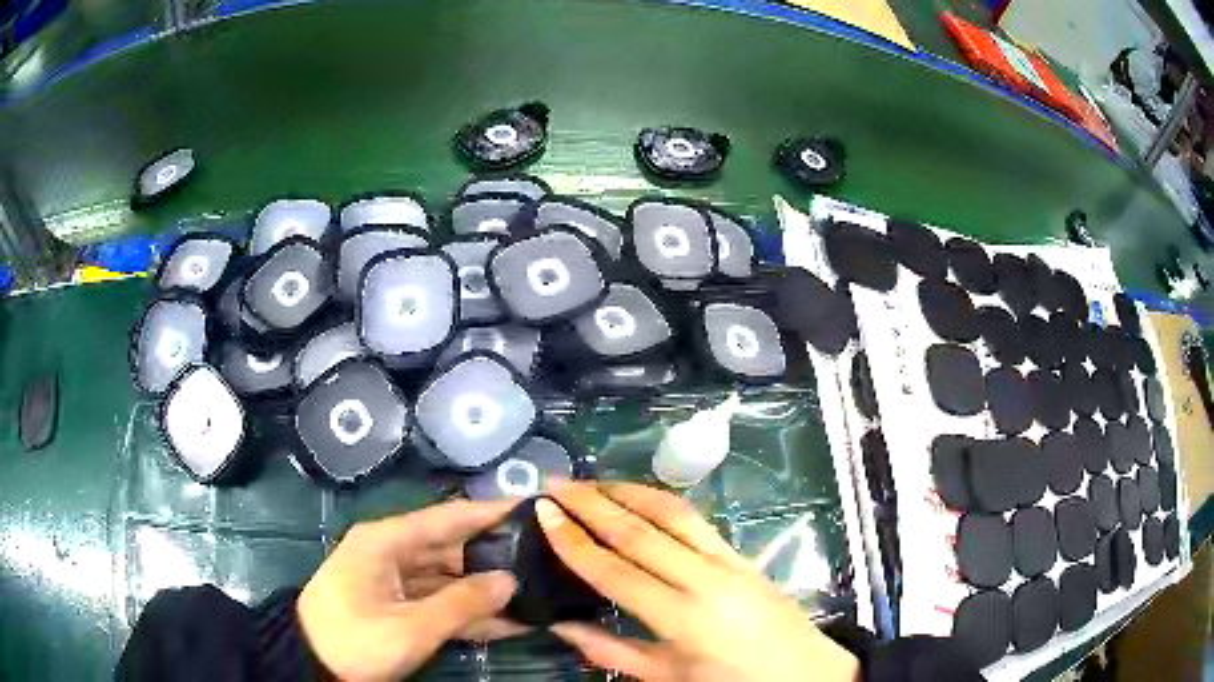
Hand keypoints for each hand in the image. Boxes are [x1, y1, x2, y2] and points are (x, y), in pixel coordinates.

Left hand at [298, 499, 525, 681]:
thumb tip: (510, 580)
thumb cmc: (354, 639)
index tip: (532, 508)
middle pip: (452, 548)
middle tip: (545, 559)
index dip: (490, 512)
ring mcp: (395, 581)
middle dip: (496, 557)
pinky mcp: (398, 605)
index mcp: (386, 541)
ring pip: (450, 579)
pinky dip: (469, 613)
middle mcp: (392, 552)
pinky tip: (509, 623)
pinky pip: (440, 602)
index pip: (448, 518)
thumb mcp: (409, 627)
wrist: (310, 665)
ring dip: (487, 592)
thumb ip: (462, 603)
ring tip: (537, 594)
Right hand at [537, 482, 859, 681]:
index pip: (616, 572)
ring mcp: (729, 560)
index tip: (544, 512)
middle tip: (555, 483)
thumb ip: (612, 653)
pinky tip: (638, 498)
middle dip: (592, 504)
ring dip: (627, 491)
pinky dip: (660, 501)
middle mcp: (706, 579)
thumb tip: (563, 626)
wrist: (806, 673)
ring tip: (591, 482)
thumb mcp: (670, 678)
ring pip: (671, 512)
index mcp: (684, 618)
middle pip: (639, 532)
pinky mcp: (742, 554)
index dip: (575, 541)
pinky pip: (696, 519)